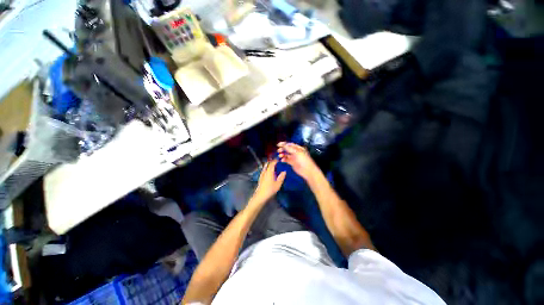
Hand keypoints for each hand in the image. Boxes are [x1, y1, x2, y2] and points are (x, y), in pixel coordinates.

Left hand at [252, 159, 285, 202]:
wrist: (260, 196)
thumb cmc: (270, 189)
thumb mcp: (278, 184)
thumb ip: (281, 177)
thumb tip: (284, 171)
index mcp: (269, 172)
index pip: (272, 163)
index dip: (275, 161)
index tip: (279, 159)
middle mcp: (265, 172)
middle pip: (268, 164)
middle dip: (272, 162)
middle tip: (277, 162)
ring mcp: (262, 175)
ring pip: (265, 167)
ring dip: (269, 165)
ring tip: (273, 166)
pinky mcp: (260, 178)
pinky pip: (264, 170)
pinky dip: (267, 169)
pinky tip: (269, 172)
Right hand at [277, 142, 318, 180]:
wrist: (307, 170)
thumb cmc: (304, 160)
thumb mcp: (296, 152)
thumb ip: (289, 149)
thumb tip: (283, 145)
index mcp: (298, 148)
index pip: (290, 144)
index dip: (284, 144)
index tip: (278, 144)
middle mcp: (296, 152)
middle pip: (287, 149)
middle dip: (282, 149)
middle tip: (278, 150)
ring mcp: (294, 158)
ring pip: (286, 154)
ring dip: (282, 154)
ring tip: (280, 155)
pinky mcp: (292, 163)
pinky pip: (287, 160)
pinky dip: (284, 159)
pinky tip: (282, 160)